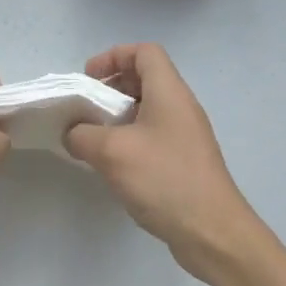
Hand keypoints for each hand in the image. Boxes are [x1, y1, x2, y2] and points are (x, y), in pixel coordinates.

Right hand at [65, 43, 264, 280]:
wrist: (212, 233)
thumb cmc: (164, 179)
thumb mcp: (111, 152)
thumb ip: (82, 135)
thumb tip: (73, 133)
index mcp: (169, 93)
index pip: (145, 52)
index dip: (113, 57)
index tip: (88, 80)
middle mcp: (181, 108)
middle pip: (145, 79)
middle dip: (110, 87)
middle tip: (85, 109)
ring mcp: (185, 136)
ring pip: (147, 110)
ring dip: (117, 117)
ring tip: (93, 138)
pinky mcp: (184, 161)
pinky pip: (152, 136)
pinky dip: (129, 139)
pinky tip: (112, 165)